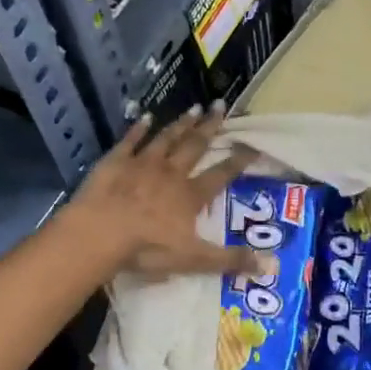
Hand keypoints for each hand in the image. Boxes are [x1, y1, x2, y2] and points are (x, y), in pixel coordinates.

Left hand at [64, 106, 260, 279]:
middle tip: (221, 104)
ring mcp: (142, 164)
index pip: (221, 174)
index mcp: (190, 195)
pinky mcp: (115, 161)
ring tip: (194, 107)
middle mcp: (171, 173)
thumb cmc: (147, 247)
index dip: (238, 161)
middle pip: (194, 146)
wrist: (99, 233)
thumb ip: (230, 260)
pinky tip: (145, 116)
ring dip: (181, 124)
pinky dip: (139, 128)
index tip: (252, 145)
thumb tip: (271, 265)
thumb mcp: (194, 259)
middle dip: (210, 127)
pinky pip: (131, 140)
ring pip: (167, 138)